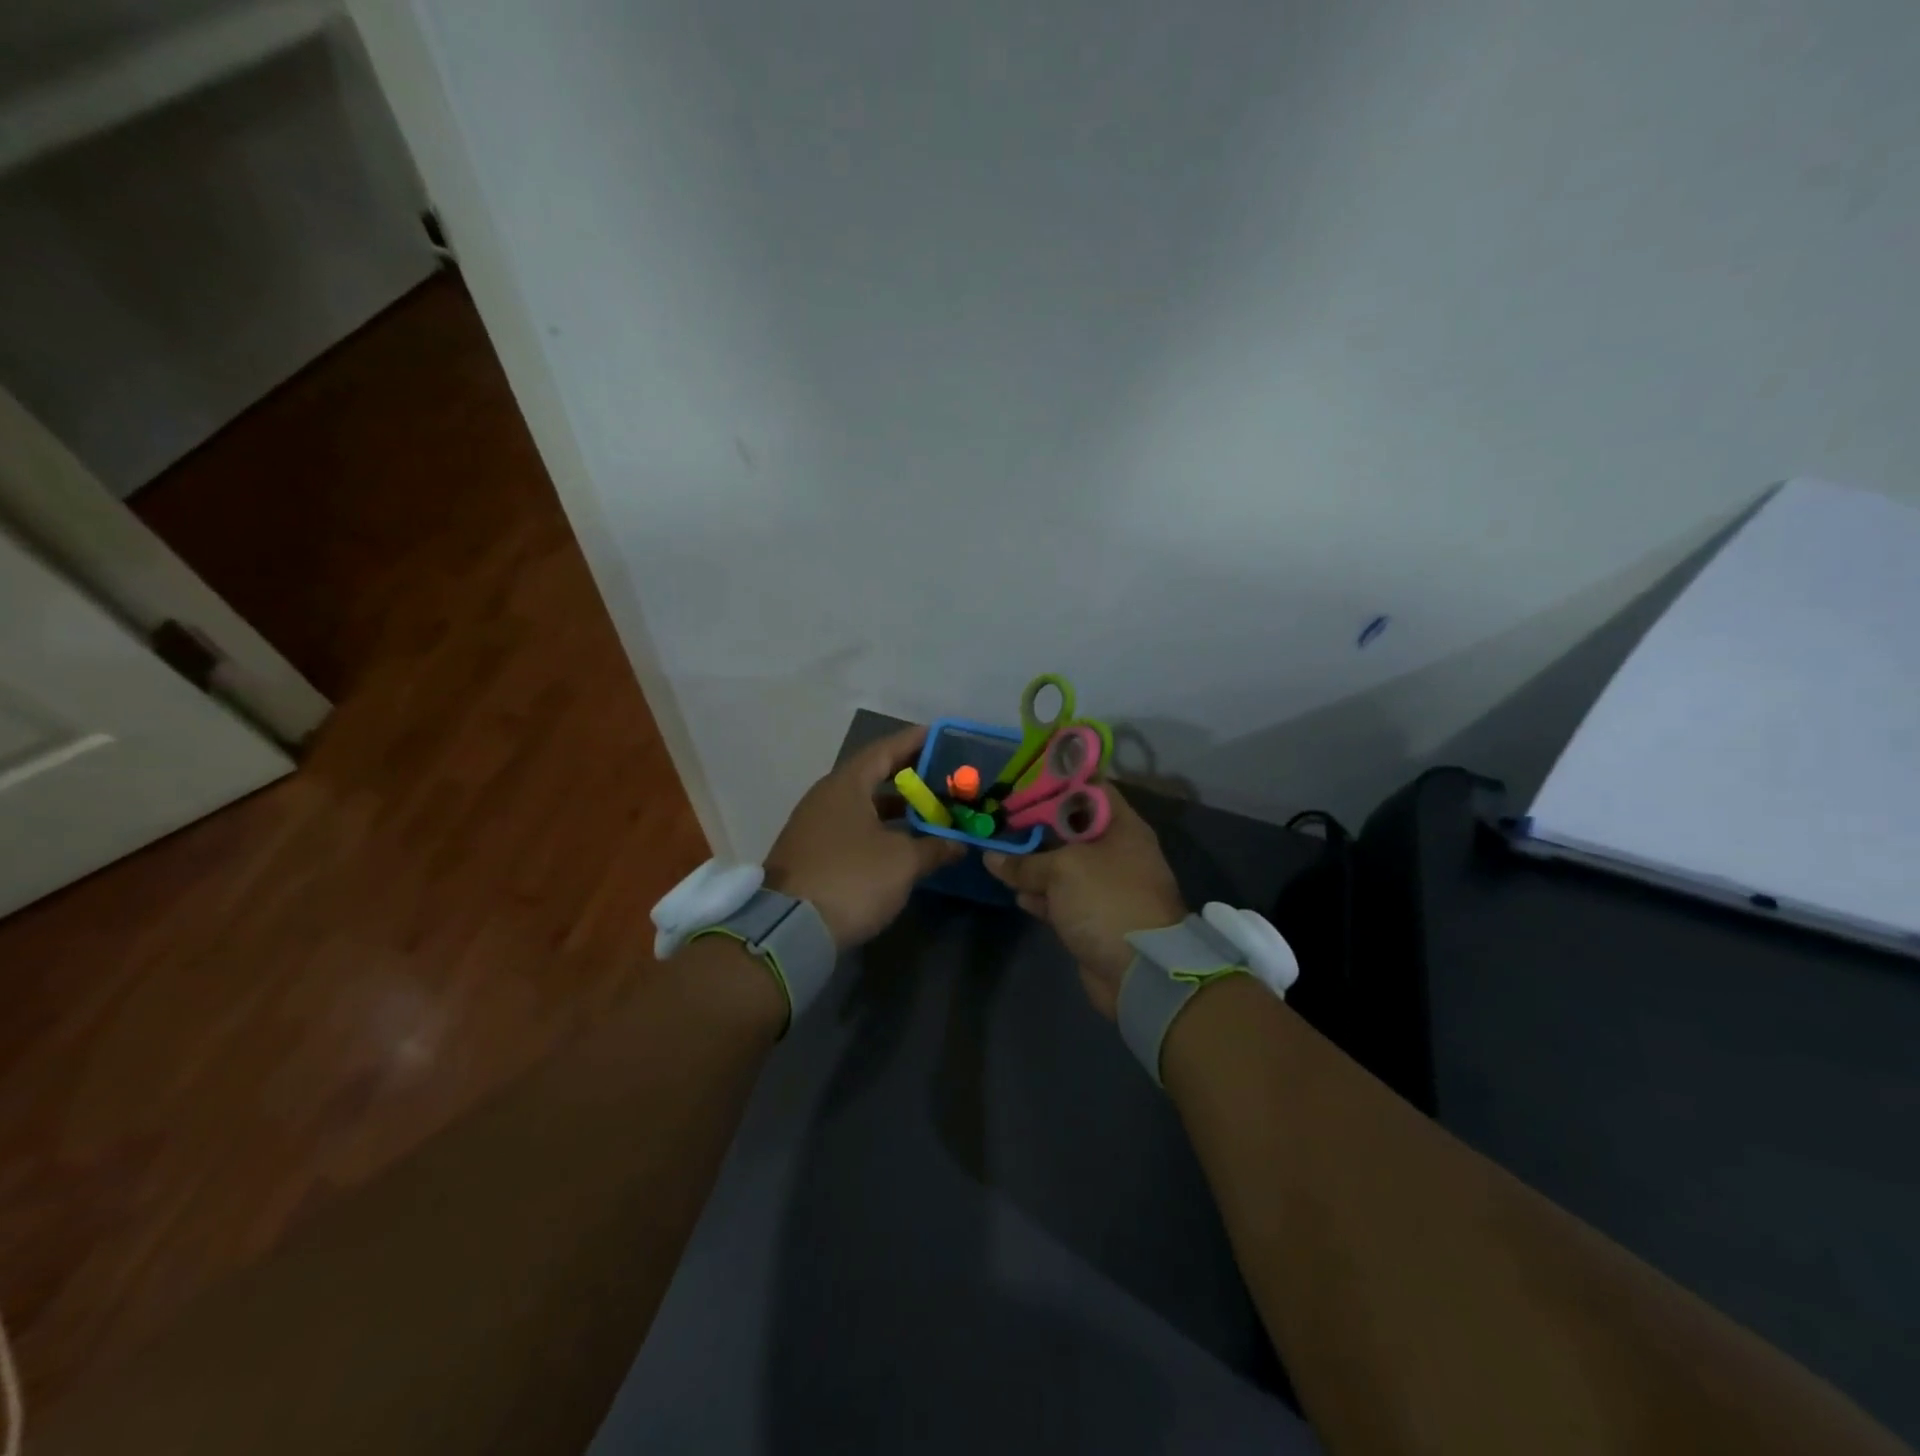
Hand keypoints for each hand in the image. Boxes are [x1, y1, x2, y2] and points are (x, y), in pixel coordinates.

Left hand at [764, 725, 966, 950]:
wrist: (789, 929)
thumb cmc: (852, 878)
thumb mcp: (902, 862)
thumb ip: (934, 847)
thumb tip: (958, 844)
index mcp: (846, 785)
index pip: (884, 750)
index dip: (912, 741)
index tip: (938, 735)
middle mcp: (826, 798)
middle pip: (872, 776)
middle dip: (908, 777)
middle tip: (941, 777)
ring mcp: (814, 827)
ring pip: (862, 806)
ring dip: (895, 808)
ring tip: (929, 812)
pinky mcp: (811, 854)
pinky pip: (852, 829)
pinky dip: (879, 829)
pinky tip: (901, 844)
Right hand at [983, 787, 1186, 1018]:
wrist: (1139, 970)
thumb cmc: (1106, 900)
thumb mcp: (1063, 870)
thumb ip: (1025, 862)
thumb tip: (991, 858)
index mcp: (1121, 828)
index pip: (1091, 790)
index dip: (1059, 782)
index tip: (1025, 780)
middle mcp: (1116, 852)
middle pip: (1072, 829)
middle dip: (1037, 825)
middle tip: (1001, 818)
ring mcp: (1105, 887)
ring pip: (1063, 866)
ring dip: (1034, 864)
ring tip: (999, 856)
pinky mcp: (1093, 917)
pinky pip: (1061, 899)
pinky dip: (1040, 895)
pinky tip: (1016, 895)